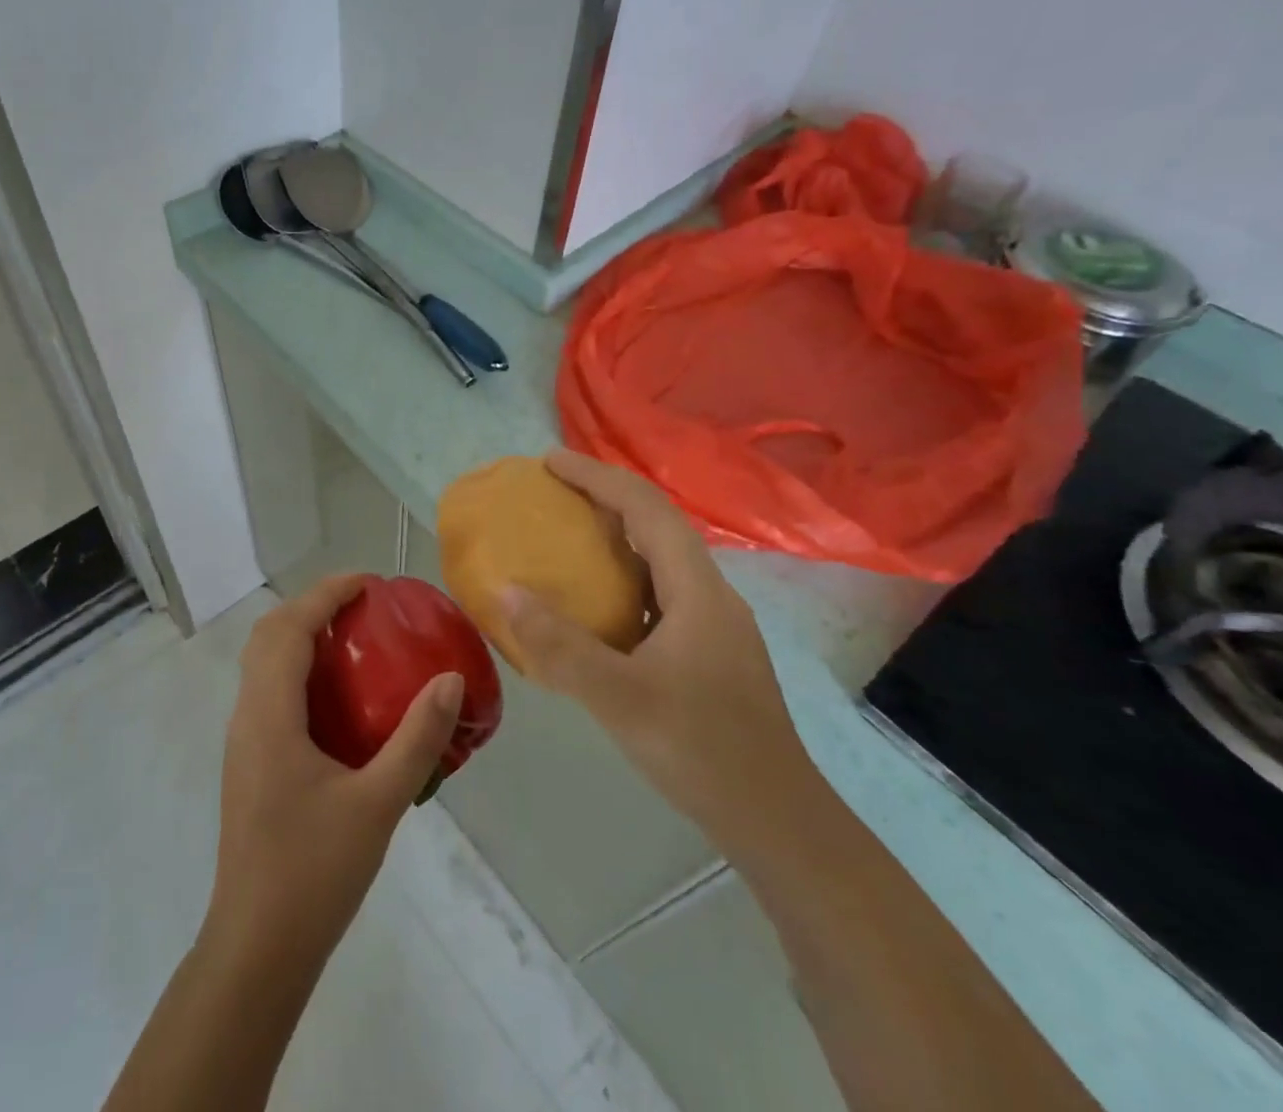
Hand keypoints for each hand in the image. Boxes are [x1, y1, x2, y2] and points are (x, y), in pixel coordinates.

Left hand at [204, 575, 464, 964]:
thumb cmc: (314, 872)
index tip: (368, 583)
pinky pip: (269, 691)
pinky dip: (298, 669)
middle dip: (312, 607)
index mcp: (269, 714)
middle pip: (268, 635)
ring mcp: (243, 741)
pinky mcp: (249, 763)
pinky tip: (338, 700)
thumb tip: (450, 680)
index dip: (326, 594)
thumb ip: (416, 739)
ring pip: (263, 663)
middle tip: (363, 607)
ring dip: (301, 636)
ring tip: (354, 641)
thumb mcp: (378, 803)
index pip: (290, 628)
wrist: (256, 949)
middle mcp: (247, 716)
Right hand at [504, 450, 814, 845]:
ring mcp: (713, 624)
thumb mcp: (619, 698)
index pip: (645, 508)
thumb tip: (505, 590)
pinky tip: (596, 604)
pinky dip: (623, 577)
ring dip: (614, 535)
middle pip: (656, 524)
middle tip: (552, 491)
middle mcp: (710, 594)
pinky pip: (659, 591)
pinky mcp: (708, 650)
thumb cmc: (701, 750)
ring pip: (659, 559)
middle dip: (604, 496)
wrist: (777, 820)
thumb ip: (559, 645)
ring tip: (567, 534)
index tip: (549, 462)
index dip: (597, 476)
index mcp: (696, 589)